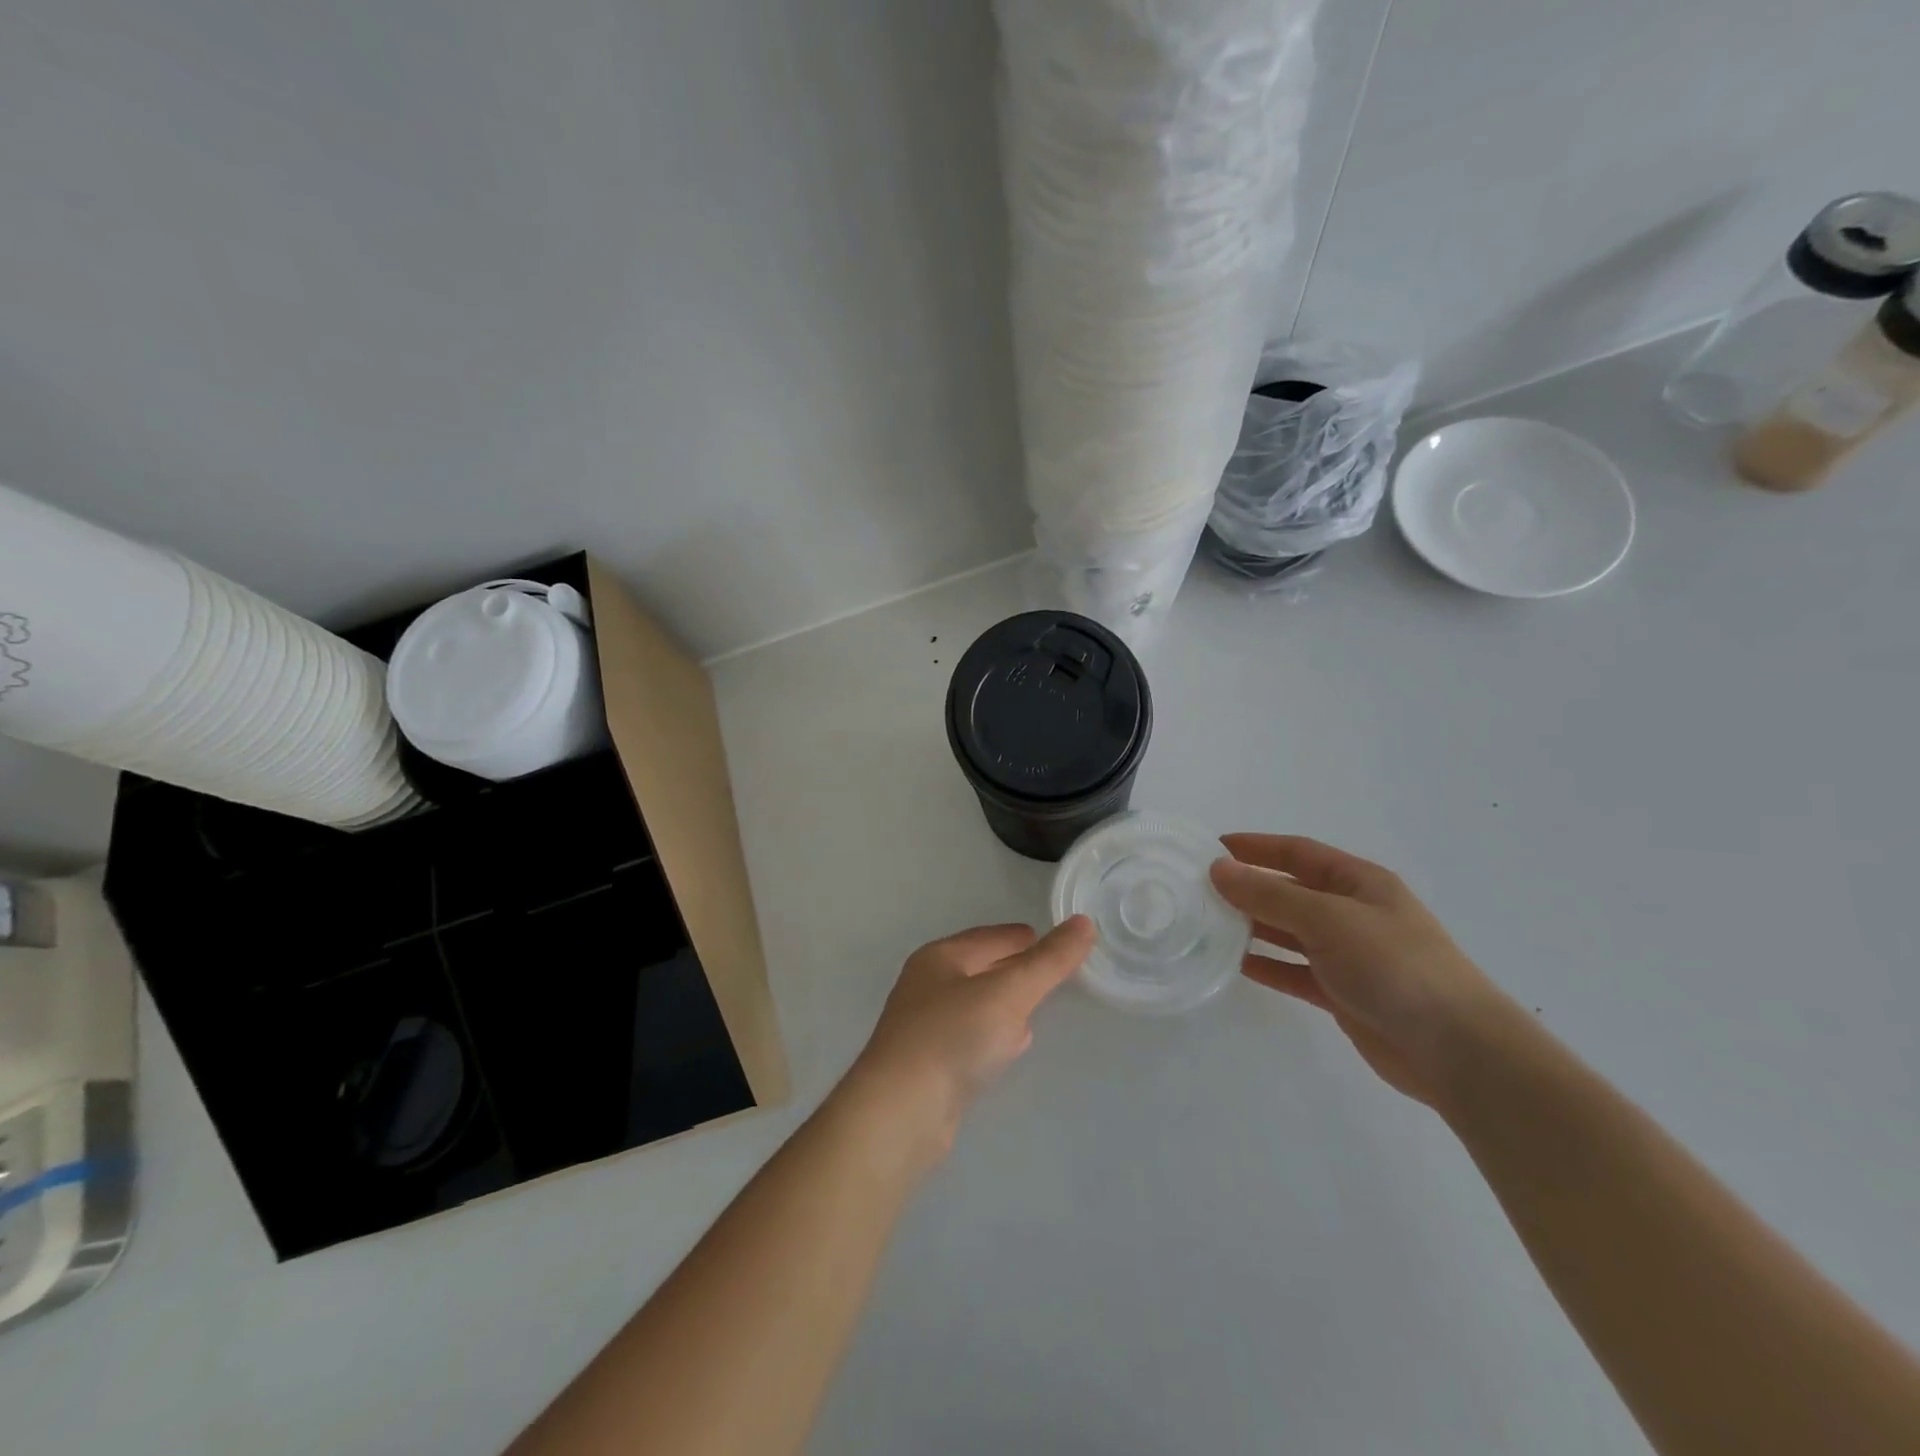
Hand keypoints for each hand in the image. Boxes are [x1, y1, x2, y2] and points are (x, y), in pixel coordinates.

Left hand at [846, 917, 1096, 1157]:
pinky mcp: (930, 1064)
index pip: (990, 937)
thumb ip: (1048, 961)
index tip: (1056, 942)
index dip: (1023, 937)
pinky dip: (993, 1034)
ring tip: (1035, 1008)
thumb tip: (1084, 922)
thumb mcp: (1009, 993)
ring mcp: (925, 1026)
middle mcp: (928, 985)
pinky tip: (1010, 1046)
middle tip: (1053, 973)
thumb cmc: (953, 1038)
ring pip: (976, 1004)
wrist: (900, 1113)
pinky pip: (970, 1037)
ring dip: (1005, 1003)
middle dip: (1016, 969)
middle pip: (982, 967)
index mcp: (940, 957)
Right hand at [1210, 835, 1510, 1104]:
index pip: (1297, 852)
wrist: (1455, 1049)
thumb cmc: (1393, 965)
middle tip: (1198, 891)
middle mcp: (1353, 913)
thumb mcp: (1327, 918)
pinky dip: (1268, 965)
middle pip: (1290, 891)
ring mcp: (1349, 955)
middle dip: (1248, 888)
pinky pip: (1295, 970)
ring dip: (1253, 926)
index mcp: (1358, 882)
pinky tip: (1235, 964)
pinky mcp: (1343, 993)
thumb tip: (1218, 869)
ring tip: (1207, 924)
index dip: (1256, 847)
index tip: (1212, 848)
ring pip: (1289, 931)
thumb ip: (1269, 895)